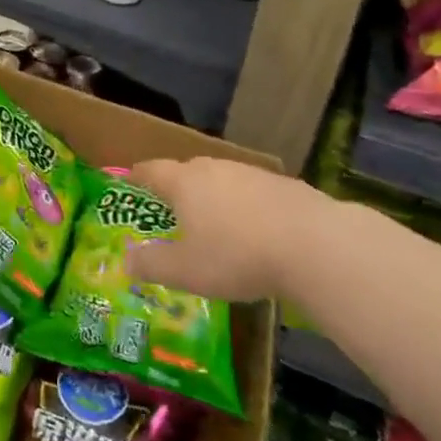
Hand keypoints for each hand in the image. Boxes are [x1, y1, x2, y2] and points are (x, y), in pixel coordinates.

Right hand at [123, 157, 328, 301]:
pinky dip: (248, 208)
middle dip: (178, 188)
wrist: (315, 245)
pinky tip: (258, 233)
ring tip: (216, 224)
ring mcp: (253, 174)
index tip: (131, 180)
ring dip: (215, 198)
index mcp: (184, 182)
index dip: (138, 176)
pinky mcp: (286, 186)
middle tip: (172, 209)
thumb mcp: (186, 271)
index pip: (151, 170)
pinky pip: (255, 194)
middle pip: (188, 171)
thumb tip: (126, 260)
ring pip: (224, 181)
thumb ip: (151, 265)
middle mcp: (215, 169)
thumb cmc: (236, 256)